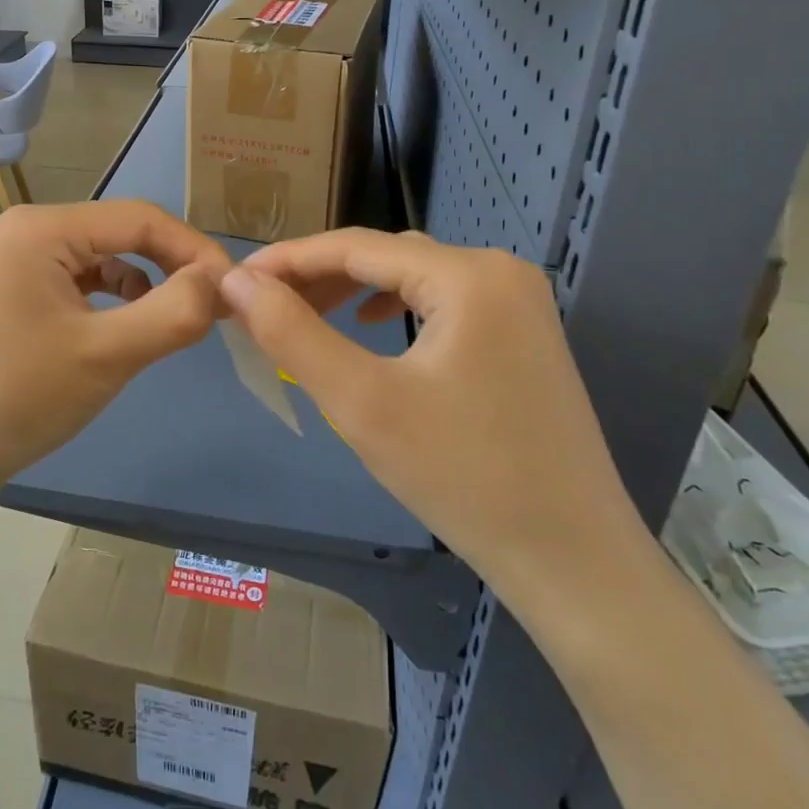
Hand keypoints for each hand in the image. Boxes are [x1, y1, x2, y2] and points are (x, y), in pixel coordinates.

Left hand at [0, 201, 230, 491]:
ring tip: (180, 318)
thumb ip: (174, 312)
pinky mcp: (21, 288)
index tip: (235, 291)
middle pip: (122, 233)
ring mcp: (20, 258)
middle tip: (215, 306)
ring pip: (106, 256)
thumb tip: (222, 283)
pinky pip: (84, 279)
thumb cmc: (21, 398)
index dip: (194, 250)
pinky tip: (134, 323)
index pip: (140, 218)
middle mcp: (28, 229)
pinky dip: (118, 297)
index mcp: (41, 228)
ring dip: (149, 282)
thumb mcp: (107, 354)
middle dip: (173, 266)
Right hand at [218, 229, 645, 604]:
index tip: (235, 279)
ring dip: (353, 289)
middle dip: (319, 275)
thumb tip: (237, 281)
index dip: (288, 259)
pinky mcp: (523, 336)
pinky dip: (395, 307)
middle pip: (387, 256)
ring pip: (413, 277)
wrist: (573, 562)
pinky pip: (442, 302)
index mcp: (468, 275)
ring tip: (305, 313)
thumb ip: (292, 332)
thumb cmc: (462, 477)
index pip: (356, 246)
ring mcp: (519, 303)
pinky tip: (371, 326)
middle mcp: (500, 271)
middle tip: (261, 303)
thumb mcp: (361, 401)